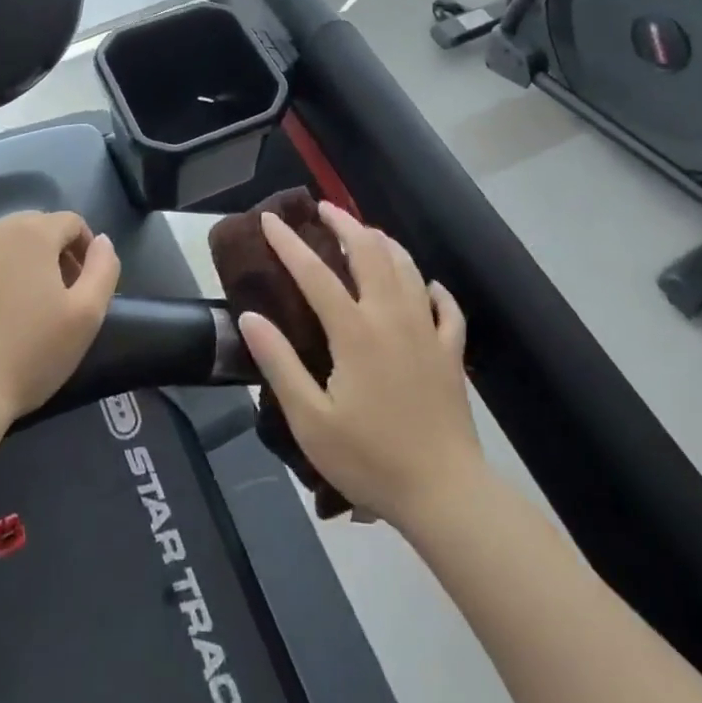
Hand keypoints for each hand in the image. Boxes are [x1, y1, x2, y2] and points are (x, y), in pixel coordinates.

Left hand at [0, 211, 119, 430]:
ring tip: (4, 308)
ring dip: (4, 264)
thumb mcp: (86, 316)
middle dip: (43, 254)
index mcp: (33, 233)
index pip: (69, 222)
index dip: (82, 248)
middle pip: (28, 228)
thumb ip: (103, 268)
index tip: (79, 284)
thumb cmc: (27, 356)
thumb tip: (102, 241)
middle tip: (45, 297)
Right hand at [238, 201, 484, 530]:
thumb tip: (250, 316)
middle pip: (369, 252)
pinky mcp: (451, 351)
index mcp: (354, 331)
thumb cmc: (370, 458)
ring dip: (384, 242)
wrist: (445, 494)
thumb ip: (279, 363)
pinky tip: (425, 284)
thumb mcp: (310, 420)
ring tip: (366, 232)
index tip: (270, 220)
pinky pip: (445, 305)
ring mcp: (427, 330)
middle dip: (345, 223)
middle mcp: (392, 317)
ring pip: (407, 267)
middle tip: (325, 209)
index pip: (315, 273)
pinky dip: (432, 286)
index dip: (289, 243)